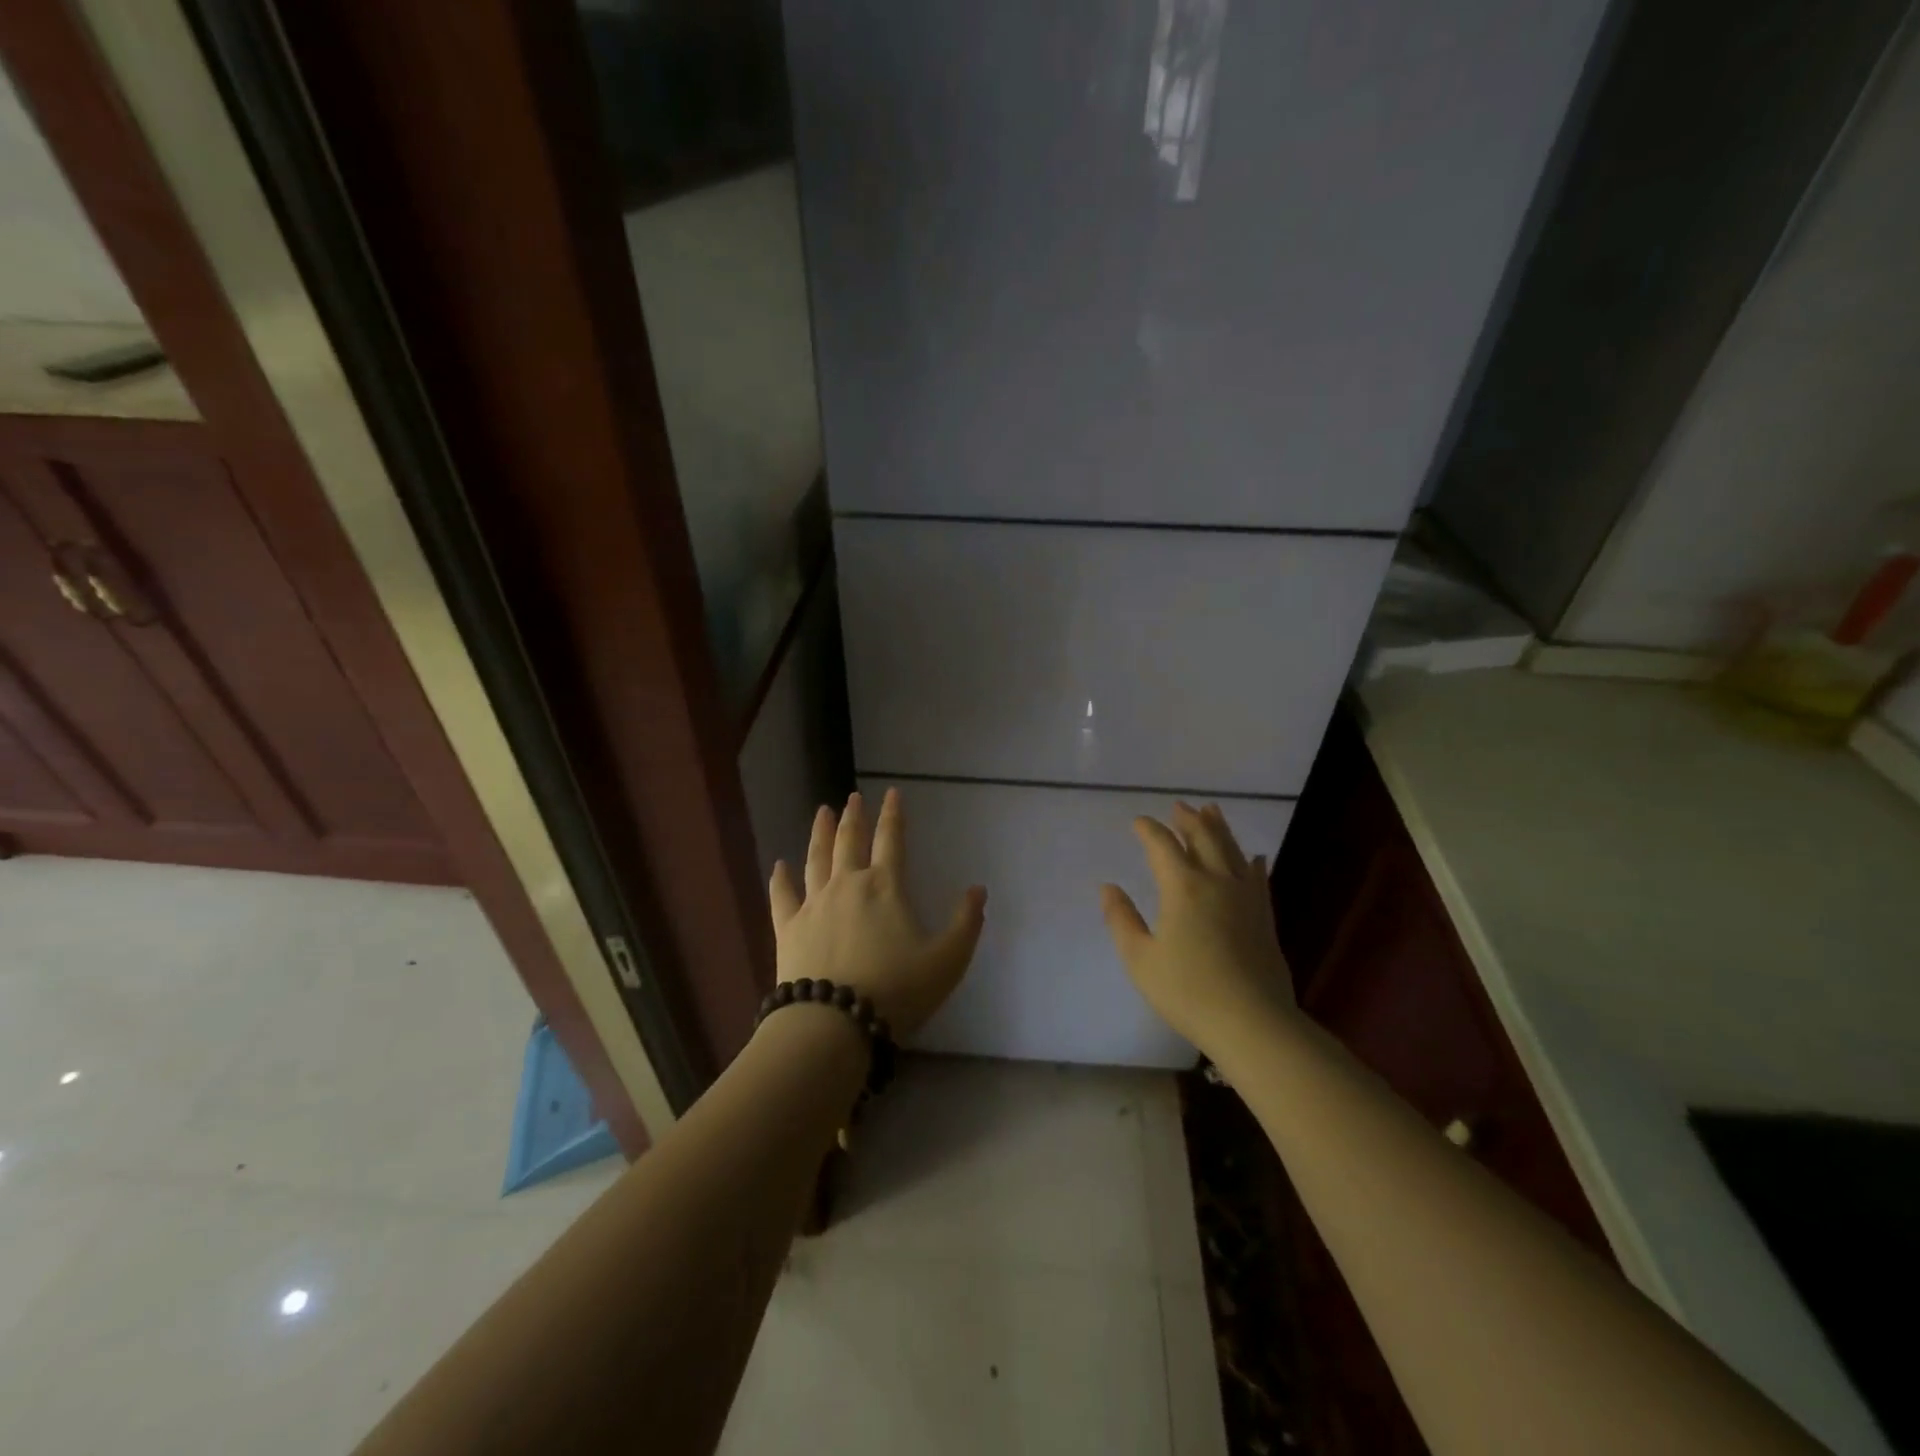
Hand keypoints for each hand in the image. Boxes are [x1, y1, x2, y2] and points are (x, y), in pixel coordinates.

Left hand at [769, 788, 986, 1038]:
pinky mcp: (788, 929)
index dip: (893, 815)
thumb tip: (978, 890)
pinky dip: (780, 879)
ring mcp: (813, 904)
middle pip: (850, 841)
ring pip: (816, 859)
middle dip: (854, 817)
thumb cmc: (896, 991)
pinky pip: (782, 896)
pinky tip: (778, 866)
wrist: (834, 1023)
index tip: (892, 793)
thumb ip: (966, 923)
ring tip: (822, 813)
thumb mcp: (947, 961)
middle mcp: (847, 885)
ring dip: (820, 834)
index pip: (892, 840)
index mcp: (885, 887)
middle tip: (853, 797)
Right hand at [1101, 802, 1294, 1054]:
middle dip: (1188, 820)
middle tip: (1178, 806)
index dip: (1149, 830)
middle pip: (1203, 838)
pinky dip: (1251, 862)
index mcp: (1182, 887)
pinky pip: (1258, 878)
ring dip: (1219, 828)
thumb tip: (1108, 887)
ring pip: (1232, 851)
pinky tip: (1254, 858)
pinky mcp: (1265, 917)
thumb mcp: (1140, 958)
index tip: (1138, 822)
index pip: (1162, 846)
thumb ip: (1122, 919)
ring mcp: (1246, 898)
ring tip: (1211, 811)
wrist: (1252, 1022)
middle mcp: (1217, 882)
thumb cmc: (1187, 991)